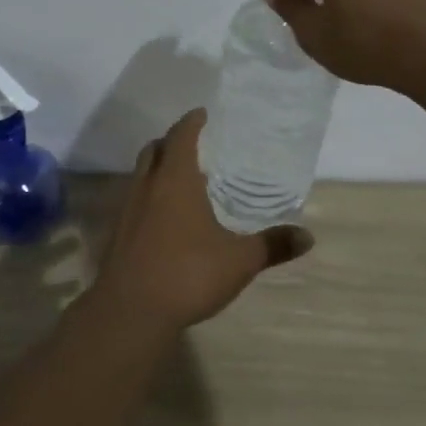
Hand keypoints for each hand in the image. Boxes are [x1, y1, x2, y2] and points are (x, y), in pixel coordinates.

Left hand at [92, 110, 312, 330]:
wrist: (130, 312)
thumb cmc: (188, 274)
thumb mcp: (239, 261)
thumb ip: (272, 246)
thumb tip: (308, 237)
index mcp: (175, 180)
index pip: (181, 136)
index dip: (191, 122)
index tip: (202, 114)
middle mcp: (146, 187)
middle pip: (154, 150)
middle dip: (171, 141)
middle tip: (194, 145)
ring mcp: (126, 210)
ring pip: (140, 175)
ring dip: (158, 169)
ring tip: (183, 181)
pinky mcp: (117, 234)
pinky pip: (134, 201)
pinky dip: (149, 197)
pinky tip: (166, 219)